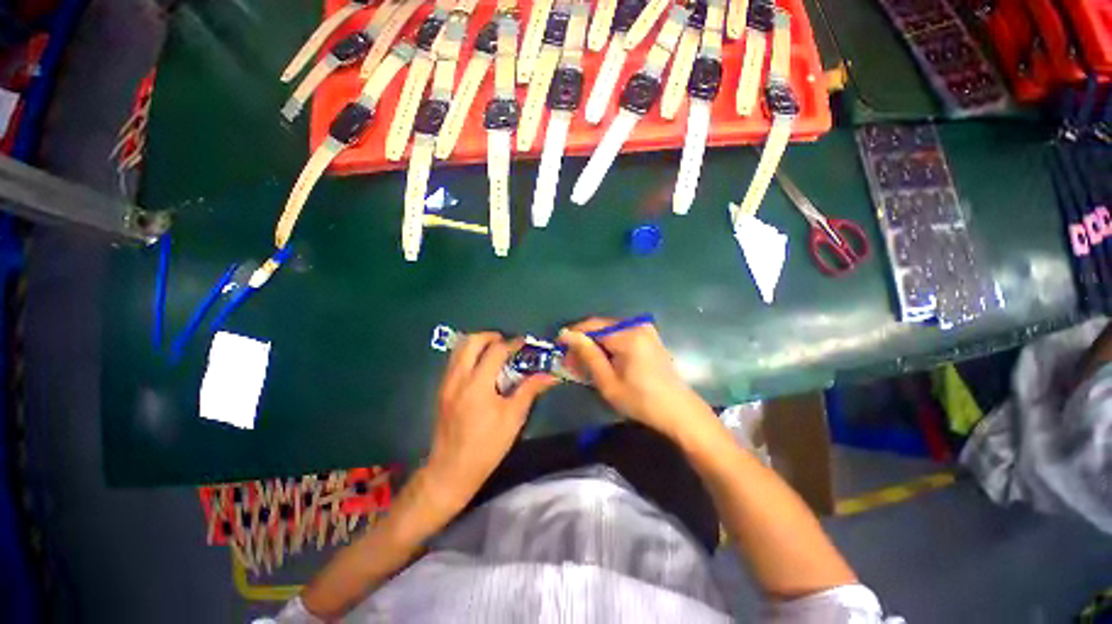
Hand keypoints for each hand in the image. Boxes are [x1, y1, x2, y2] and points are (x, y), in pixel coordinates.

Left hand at [425, 332, 558, 512]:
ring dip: (477, 343)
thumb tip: (550, 376)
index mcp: (477, 384)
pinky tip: (481, 368)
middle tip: (506, 343)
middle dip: (490, 336)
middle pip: (470, 341)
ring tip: (495, 352)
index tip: (524, 343)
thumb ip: (530, 390)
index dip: (512, 343)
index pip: (495, 351)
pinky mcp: (441, 390)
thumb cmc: (486, 446)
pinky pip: (454, 361)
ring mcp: (446, 383)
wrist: (450, 471)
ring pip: (458, 349)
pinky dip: (468, 355)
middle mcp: (458, 378)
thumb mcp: (513, 418)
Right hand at [558, 318, 709, 439]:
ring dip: (595, 343)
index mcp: (628, 336)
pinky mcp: (649, 335)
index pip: (592, 326)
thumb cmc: (641, 400)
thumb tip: (567, 335)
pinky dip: (608, 344)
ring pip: (609, 330)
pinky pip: (620, 334)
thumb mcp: (608, 382)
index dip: (573, 335)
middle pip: (601, 326)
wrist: (678, 410)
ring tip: (584, 362)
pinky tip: (602, 359)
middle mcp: (637, 325)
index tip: (558, 347)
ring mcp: (645, 329)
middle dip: (583, 341)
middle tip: (570, 359)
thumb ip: (587, 355)